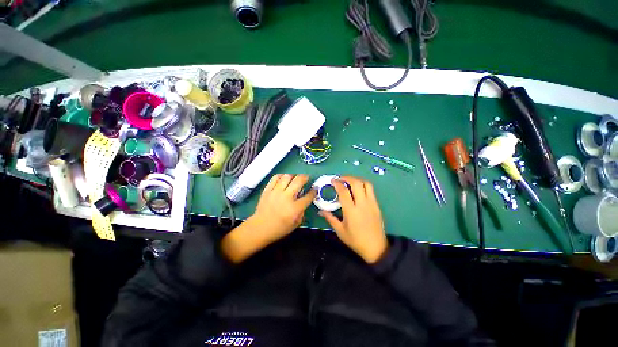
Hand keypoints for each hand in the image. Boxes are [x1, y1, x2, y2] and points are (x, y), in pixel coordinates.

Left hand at [221, 174, 316, 262]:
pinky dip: (281, 176)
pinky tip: (283, 178)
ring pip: (287, 176)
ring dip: (293, 175)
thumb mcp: (296, 223)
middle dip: (305, 177)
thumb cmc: (279, 228)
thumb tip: (304, 201)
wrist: (260, 228)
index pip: (308, 196)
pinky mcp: (267, 190)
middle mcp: (287, 197)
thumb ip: (302, 211)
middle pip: (298, 181)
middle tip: (306, 178)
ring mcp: (276, 192)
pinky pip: (275, 178)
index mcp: (295, 208)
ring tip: (294, 177)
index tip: (315, 188)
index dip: (314, 191)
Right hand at [319, 176, 387, 263]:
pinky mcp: (377, 205)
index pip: (344, 191)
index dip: (337, 183)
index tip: (332, 180)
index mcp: (351, 211)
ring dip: (357, 179)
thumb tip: (320, 211)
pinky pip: (371, 190)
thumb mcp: (340, 231)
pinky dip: (363, 185)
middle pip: (356, 183)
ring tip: (349, 181)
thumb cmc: (356, 240)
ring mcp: (371, 203)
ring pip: (366, 184)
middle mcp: (362, 204)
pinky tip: (358, 189)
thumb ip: (330, 218)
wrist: (376, 247)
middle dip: (347, 177)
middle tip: (340, 178)